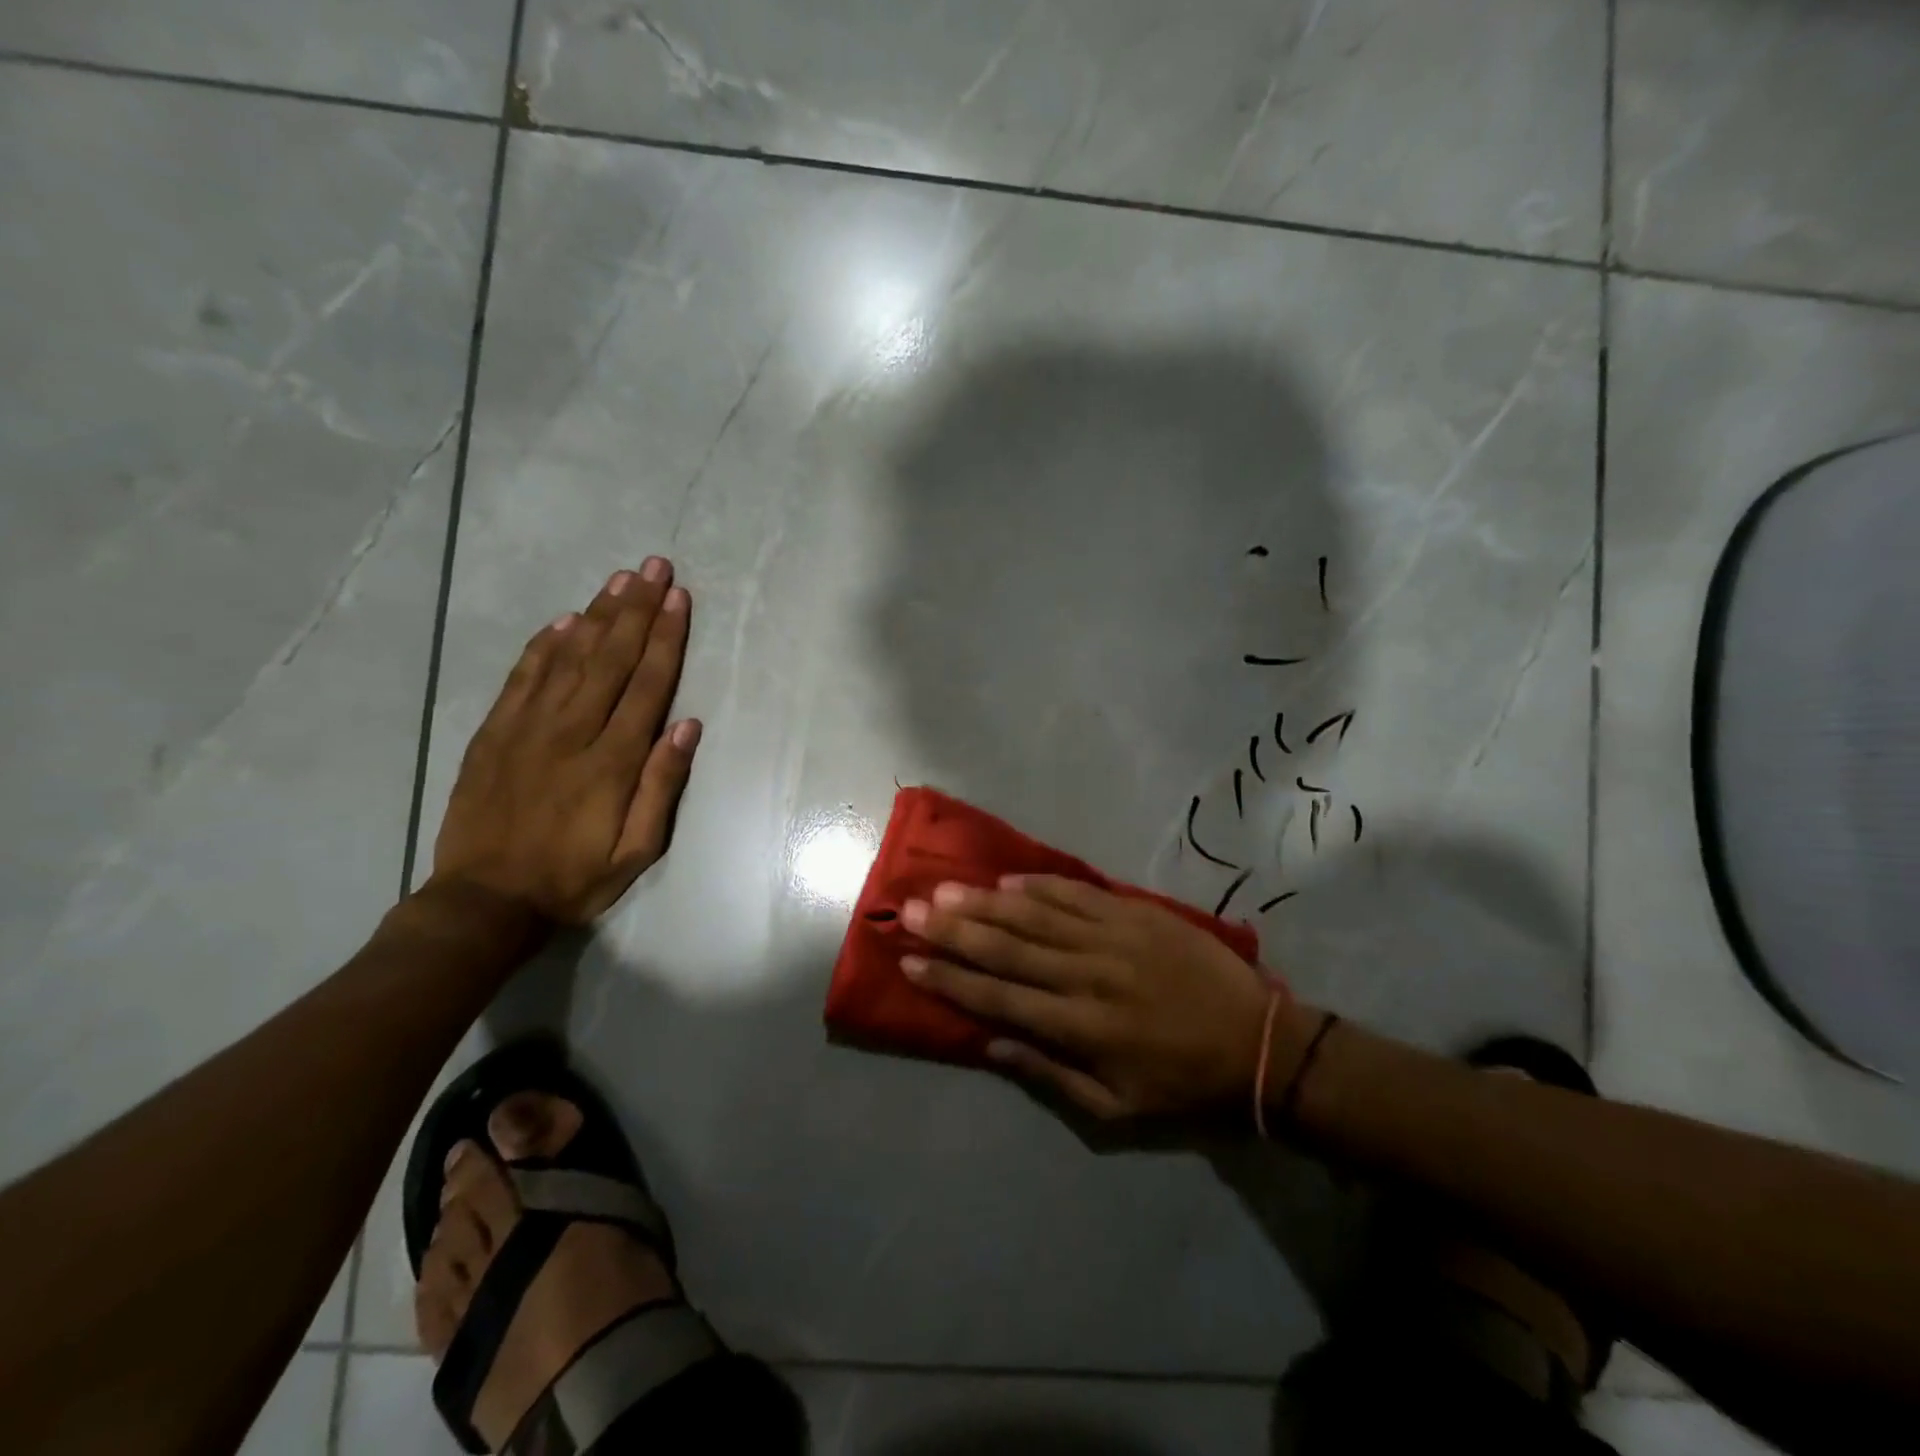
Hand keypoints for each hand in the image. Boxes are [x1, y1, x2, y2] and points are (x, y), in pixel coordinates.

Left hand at [430, 558, 697, 924]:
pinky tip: (565, 619)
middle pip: (610, 659)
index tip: (678, 598)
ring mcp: (526, 729)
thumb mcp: (636, 851)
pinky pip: (523, 677)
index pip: (646, 685)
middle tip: (654, 567)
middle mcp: (570, 733)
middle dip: (636, 610)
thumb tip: (687, 726)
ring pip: (568, 658)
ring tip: (620, 579)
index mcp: (611, 762)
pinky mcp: (493, 734)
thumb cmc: (573, 879)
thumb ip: (661, 787)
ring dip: (597, 615)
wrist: (484, 902)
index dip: (665, 638)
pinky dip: (545, 645)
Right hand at [900, 875, 1299, 1120]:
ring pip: (1036, 916)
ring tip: (945, 888)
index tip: (912, 963)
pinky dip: (1041, 887)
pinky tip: (1009, 879)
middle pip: (1008, 949)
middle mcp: (1088, 976)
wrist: (1258, 1042)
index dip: (951, 981)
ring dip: (986, 902)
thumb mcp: (1116, 1108)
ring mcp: (1113, 938)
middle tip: (912, 911)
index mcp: (1081, 1028)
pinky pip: (1079, 895)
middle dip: (954, 930)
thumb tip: (992, 1044)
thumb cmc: (1183, 1083)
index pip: (1000, 999)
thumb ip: (1050, 1074)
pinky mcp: (1136, 914)